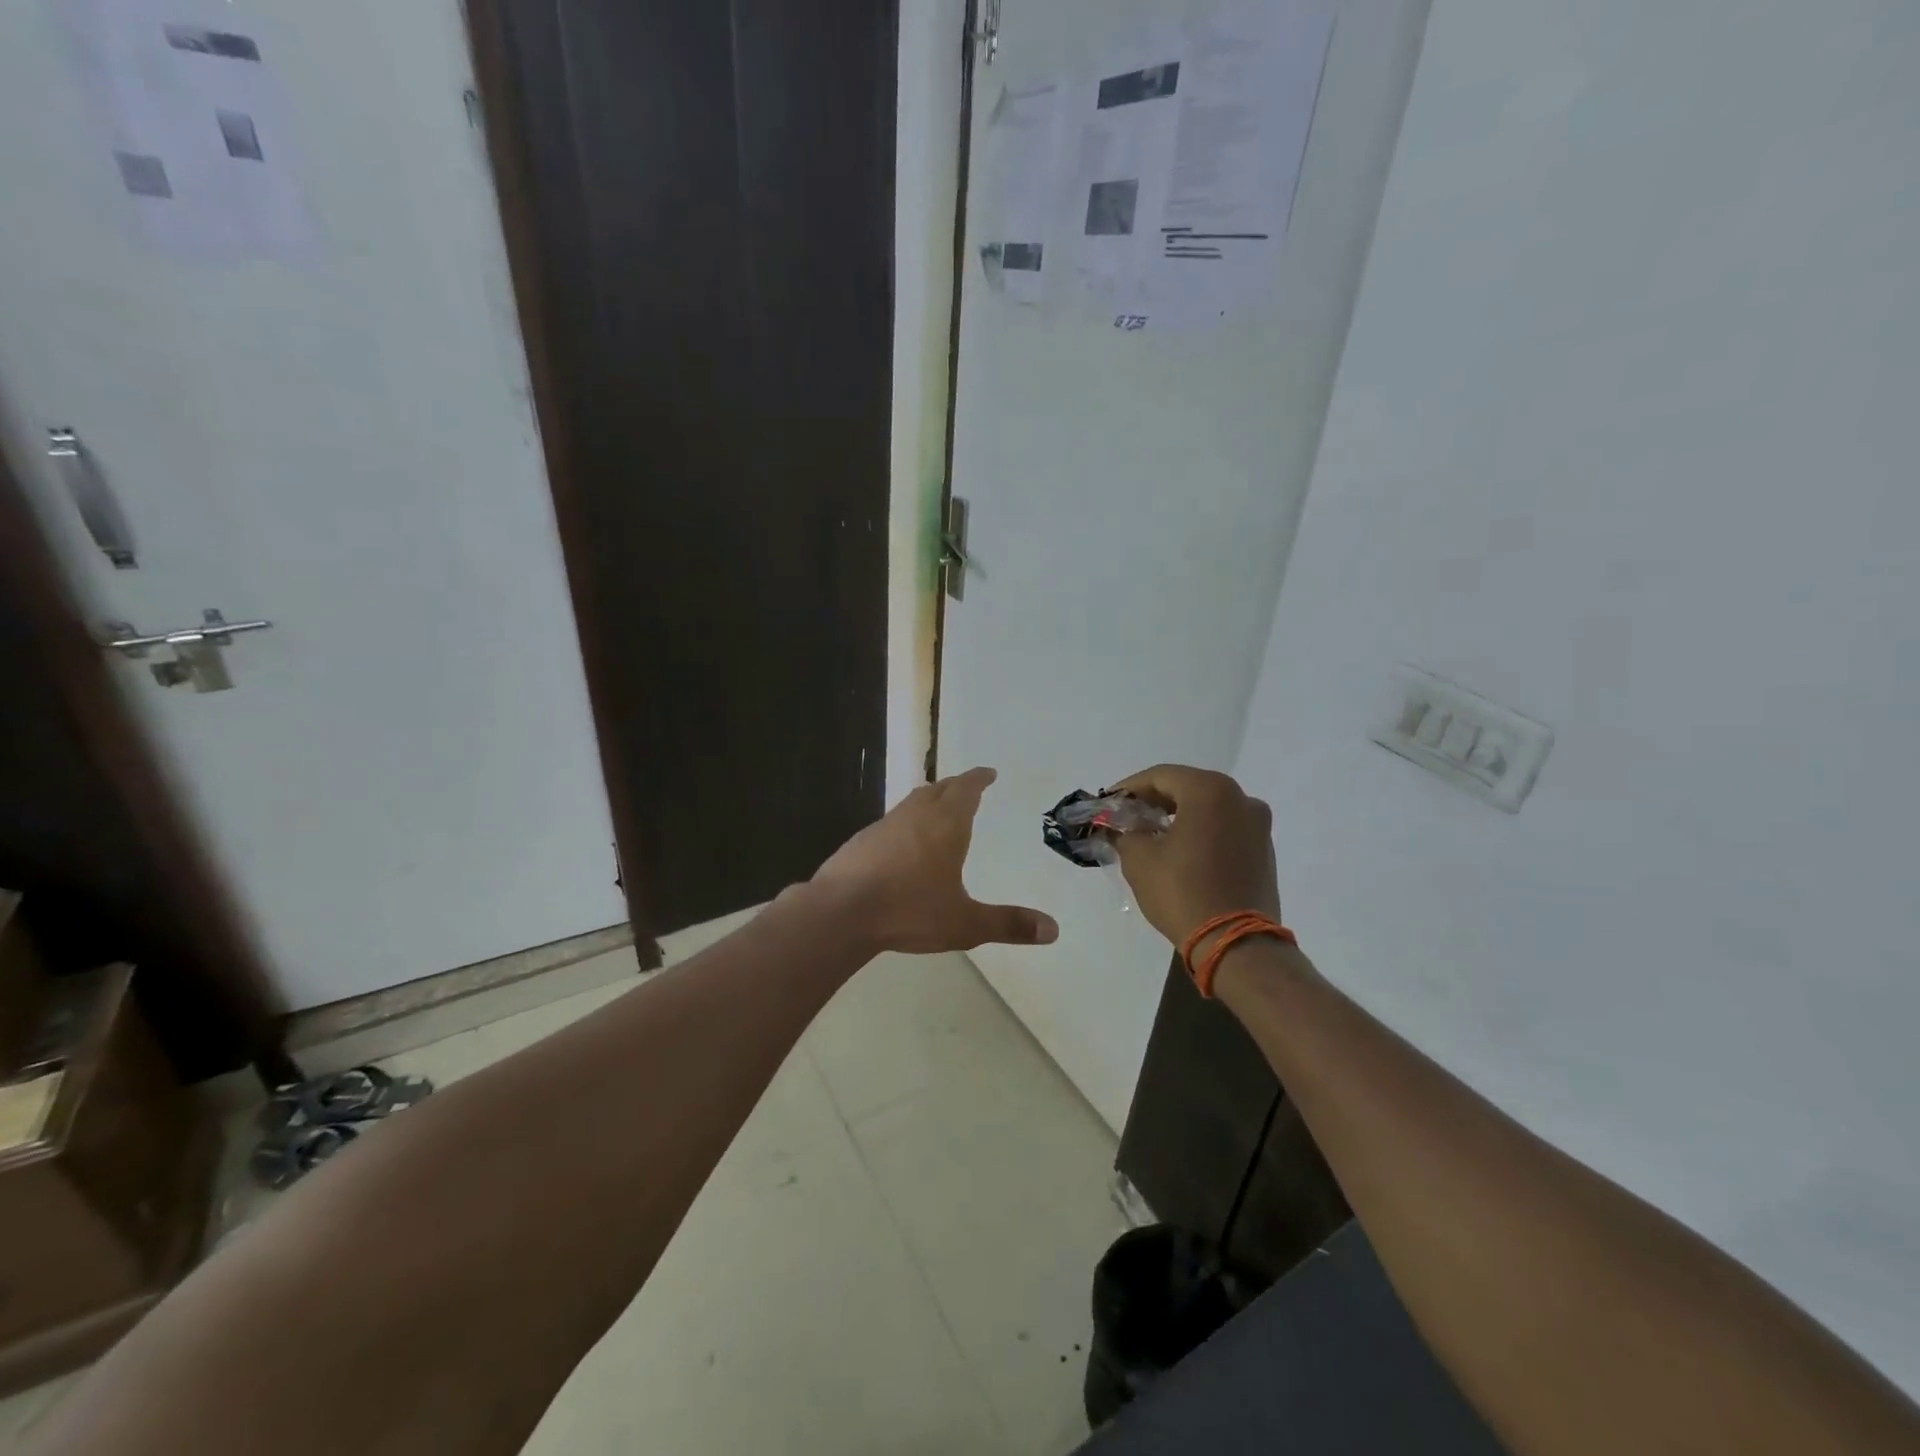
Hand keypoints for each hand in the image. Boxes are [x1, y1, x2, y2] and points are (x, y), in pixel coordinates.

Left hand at [812, 767, 1059, 954]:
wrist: (840, 912)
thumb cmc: (910, 910)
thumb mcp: (965, 923)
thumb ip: (1008, 924)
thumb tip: (1054, 930)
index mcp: (946, 825)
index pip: (966, 790)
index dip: (979, 779)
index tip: (988, 773)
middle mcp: (915, 816)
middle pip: (939, 789)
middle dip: (956, 786)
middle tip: (968, 788)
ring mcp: (884, 825)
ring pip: (912, 803)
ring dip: (929, 801)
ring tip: (938, 810)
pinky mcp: (861, 841)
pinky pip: (891, 822)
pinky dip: (905, 823)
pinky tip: (903, 844)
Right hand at [1108, 765, 1279, 947]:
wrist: (1236, 944)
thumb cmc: (1182, 891)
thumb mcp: (1139, 859)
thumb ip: (1124, 833)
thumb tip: (1120, 828)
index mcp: (1210, 791)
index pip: (1160, 776)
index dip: (1129, 787)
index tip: (1109, 802)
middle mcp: (1241, 798)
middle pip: (1187, 788)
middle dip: (1154, 801)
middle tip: (1126, 817)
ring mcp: (1258, 825)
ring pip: (1208, 808)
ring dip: (1178, 816)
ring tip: (1151, 834)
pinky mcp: (1264, 850)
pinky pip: (1225, 828)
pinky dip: (1201, 831)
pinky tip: (1180, 850)